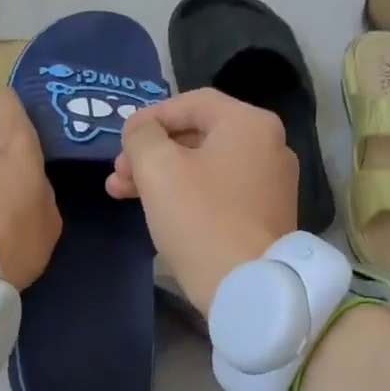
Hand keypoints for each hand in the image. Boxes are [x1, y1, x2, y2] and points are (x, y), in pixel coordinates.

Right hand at [106, 89, 296, 308]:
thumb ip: (142, 137)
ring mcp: (272, 183)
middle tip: (117, 174)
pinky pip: (220, 192)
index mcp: (249, 123)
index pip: (192, 103)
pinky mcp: (266, 216)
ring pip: (205, 167)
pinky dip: (187, 195)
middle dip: (151, 153)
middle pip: (198, 136)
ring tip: (122, 195)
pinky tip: (158, 211)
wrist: (248, 287)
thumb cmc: (201, 219)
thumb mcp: (158, 169)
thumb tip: (141, 130)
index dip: (150, 117)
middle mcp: (269, 146)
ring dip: (162, 176)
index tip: (120, 140)